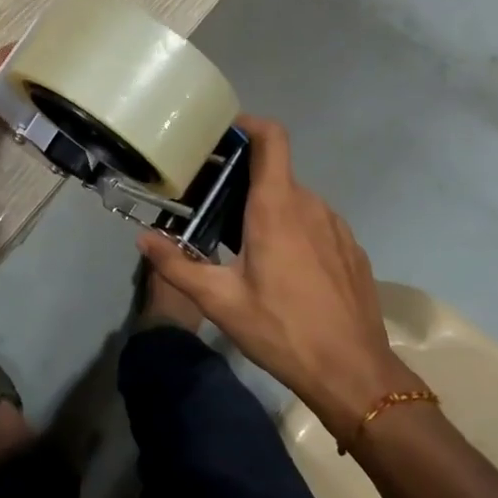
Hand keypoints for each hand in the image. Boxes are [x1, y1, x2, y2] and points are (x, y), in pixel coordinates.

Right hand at [136, 115, 410, 435]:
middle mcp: (310, 204)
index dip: (248, 125)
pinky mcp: (351, 249)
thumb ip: (177, 265)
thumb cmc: (282, 329)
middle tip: (213, 206)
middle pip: (276, 172)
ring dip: (270, 209)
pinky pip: (317, 224)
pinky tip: (284, 270)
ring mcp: (337, 226)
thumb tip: (143, 238)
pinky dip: (295, 230)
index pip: (271, 138)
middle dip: (244, 181)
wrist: (354, 372)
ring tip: (244, 242)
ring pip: (296, 200)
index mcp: (276, 206)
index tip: (222, 135)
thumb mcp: (220, 302)